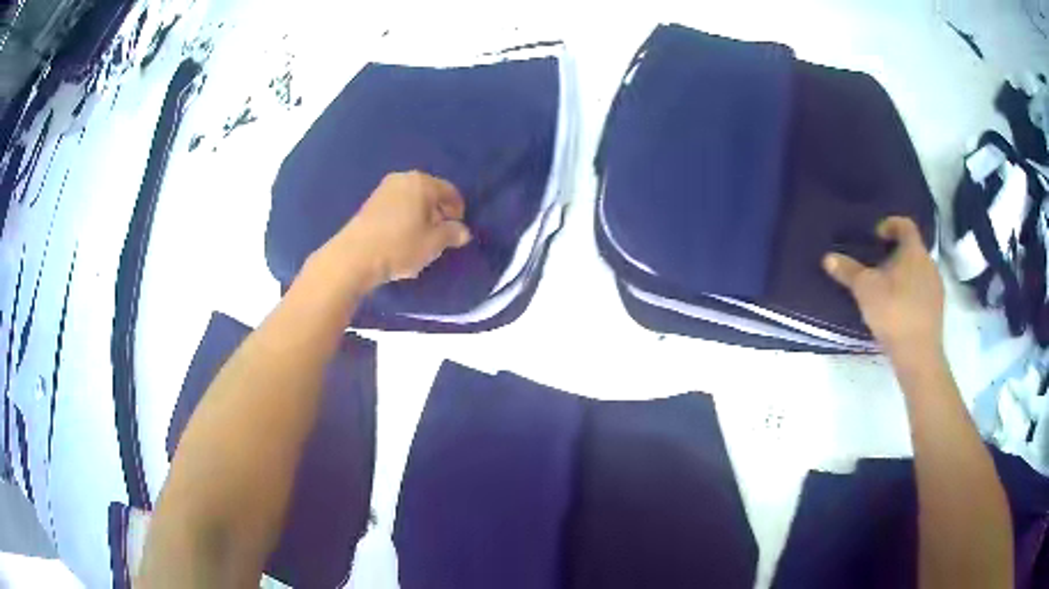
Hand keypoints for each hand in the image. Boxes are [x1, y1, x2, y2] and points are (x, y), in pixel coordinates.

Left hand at [328, 171, 471, 289]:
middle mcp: (403, 179)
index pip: (449, 191)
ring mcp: (383, 190)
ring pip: (411, 199)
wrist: (354, 257)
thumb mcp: (433, 244)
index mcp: (422, 182)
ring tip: (421, 237)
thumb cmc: (400, 246)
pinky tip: (402, 237)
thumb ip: (452, 234)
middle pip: (429, 192)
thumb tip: (463, 231)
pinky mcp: (369, 203)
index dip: (458, 209)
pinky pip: (396, 206)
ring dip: (420, 214)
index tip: (458, 228)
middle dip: (438, 211)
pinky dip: (404, 217)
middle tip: (441, 232)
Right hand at [823, 217, 943, 363]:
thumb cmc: (893, 312)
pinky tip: (899, 310)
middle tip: (878, 266)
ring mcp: (936, 287)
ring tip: (888, 290)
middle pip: (912, 249)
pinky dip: (912, 293)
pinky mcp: (938, 310)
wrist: (919, 354)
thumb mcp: (865, 290)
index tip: (877, 235)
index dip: (890, 224)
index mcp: (914, 251)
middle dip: (896, 253)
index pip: (905, 225)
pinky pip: (924, 291)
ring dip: (905, 274)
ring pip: (919, 271)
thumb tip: (828, 257)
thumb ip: (848, 271)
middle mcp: (929, 263)